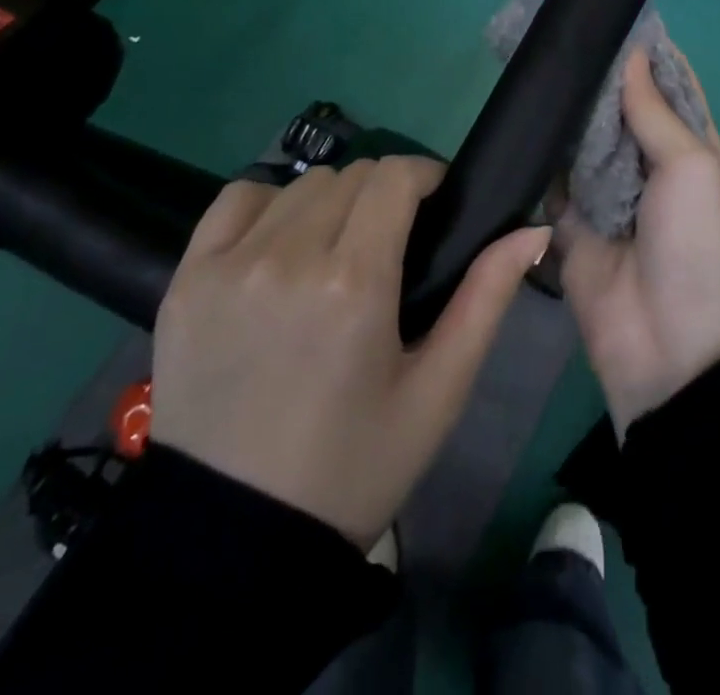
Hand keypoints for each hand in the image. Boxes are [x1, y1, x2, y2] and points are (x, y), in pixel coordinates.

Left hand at [150, 157, 551, 549]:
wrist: (235, 544)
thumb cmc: (353, 465)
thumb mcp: (438, 390)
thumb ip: (488, 297)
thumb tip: (533, 229)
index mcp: (354, 282)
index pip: (395, 175)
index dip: (426, 178)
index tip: (436, 206)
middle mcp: (287, 257)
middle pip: (353, 174)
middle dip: (385, 194)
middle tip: (392, 242)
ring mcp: (228, 265)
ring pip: (301, 184)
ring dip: (333, 202)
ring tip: (338, 251)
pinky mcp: (186, 280)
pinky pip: (237, 200)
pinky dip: (269, 206)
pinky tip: (280, 246)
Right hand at [559, 48, 719, 438]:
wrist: (662, 343)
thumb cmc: (692, 245)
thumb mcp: (691, 168)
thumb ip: (655, 112)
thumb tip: (630, 54)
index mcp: (688, 146)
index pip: (668, 84)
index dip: (647, 50)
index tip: (612, 12)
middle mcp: (647, 160)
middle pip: (620, 104)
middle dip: (597, 73)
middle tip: (558, 33)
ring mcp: (606, 187)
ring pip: (583, 133)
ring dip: (566, 106)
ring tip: (534, 61)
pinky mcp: (569, 216)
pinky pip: (552, 172)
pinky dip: (541, 149)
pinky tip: (520, 115)